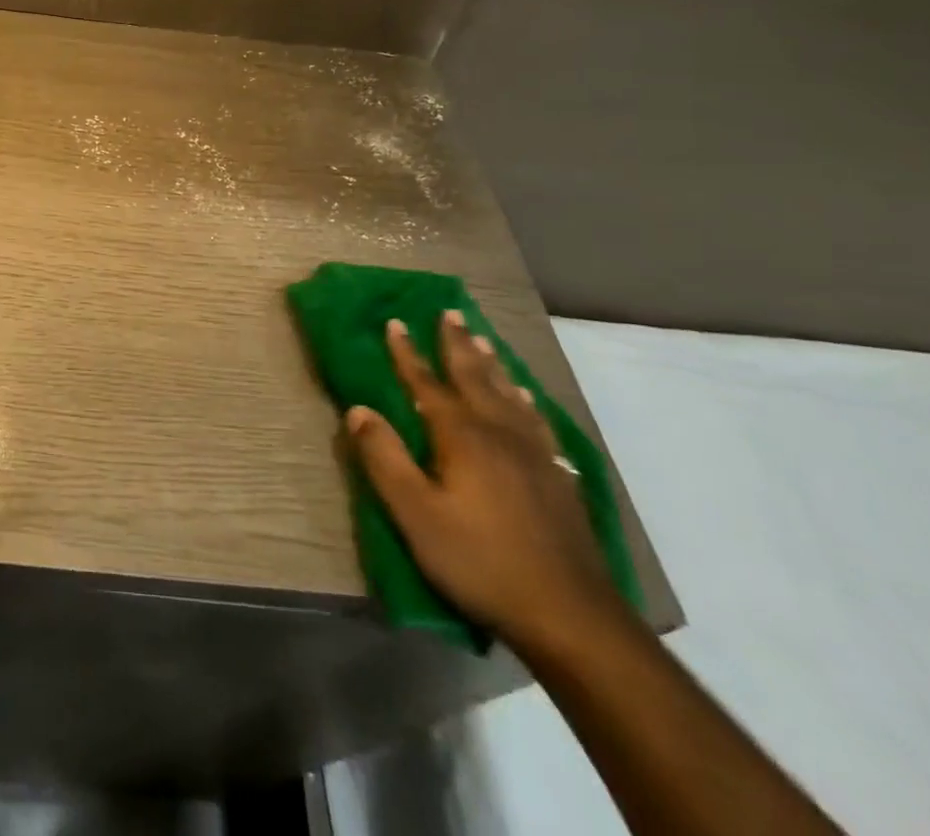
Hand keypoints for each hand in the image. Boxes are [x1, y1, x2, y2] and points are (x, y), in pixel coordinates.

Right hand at [345, 312, 619, 650]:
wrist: (571, 616)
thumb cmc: (480, 561)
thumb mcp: (416, 514)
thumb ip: (384, 458)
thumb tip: (358, 409)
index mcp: (462, 436)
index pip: (426, 383)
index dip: (407, 353)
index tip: (394, 321)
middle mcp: (499, 432)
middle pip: (474, 377)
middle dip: (457, 344)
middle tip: (449, 312)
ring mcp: (535, 454)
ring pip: (508, 393)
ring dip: (491, 363)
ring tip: (483, 340)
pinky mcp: (557, 477)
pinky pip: (536, 420)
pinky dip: (525, 399)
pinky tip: (525, 399)